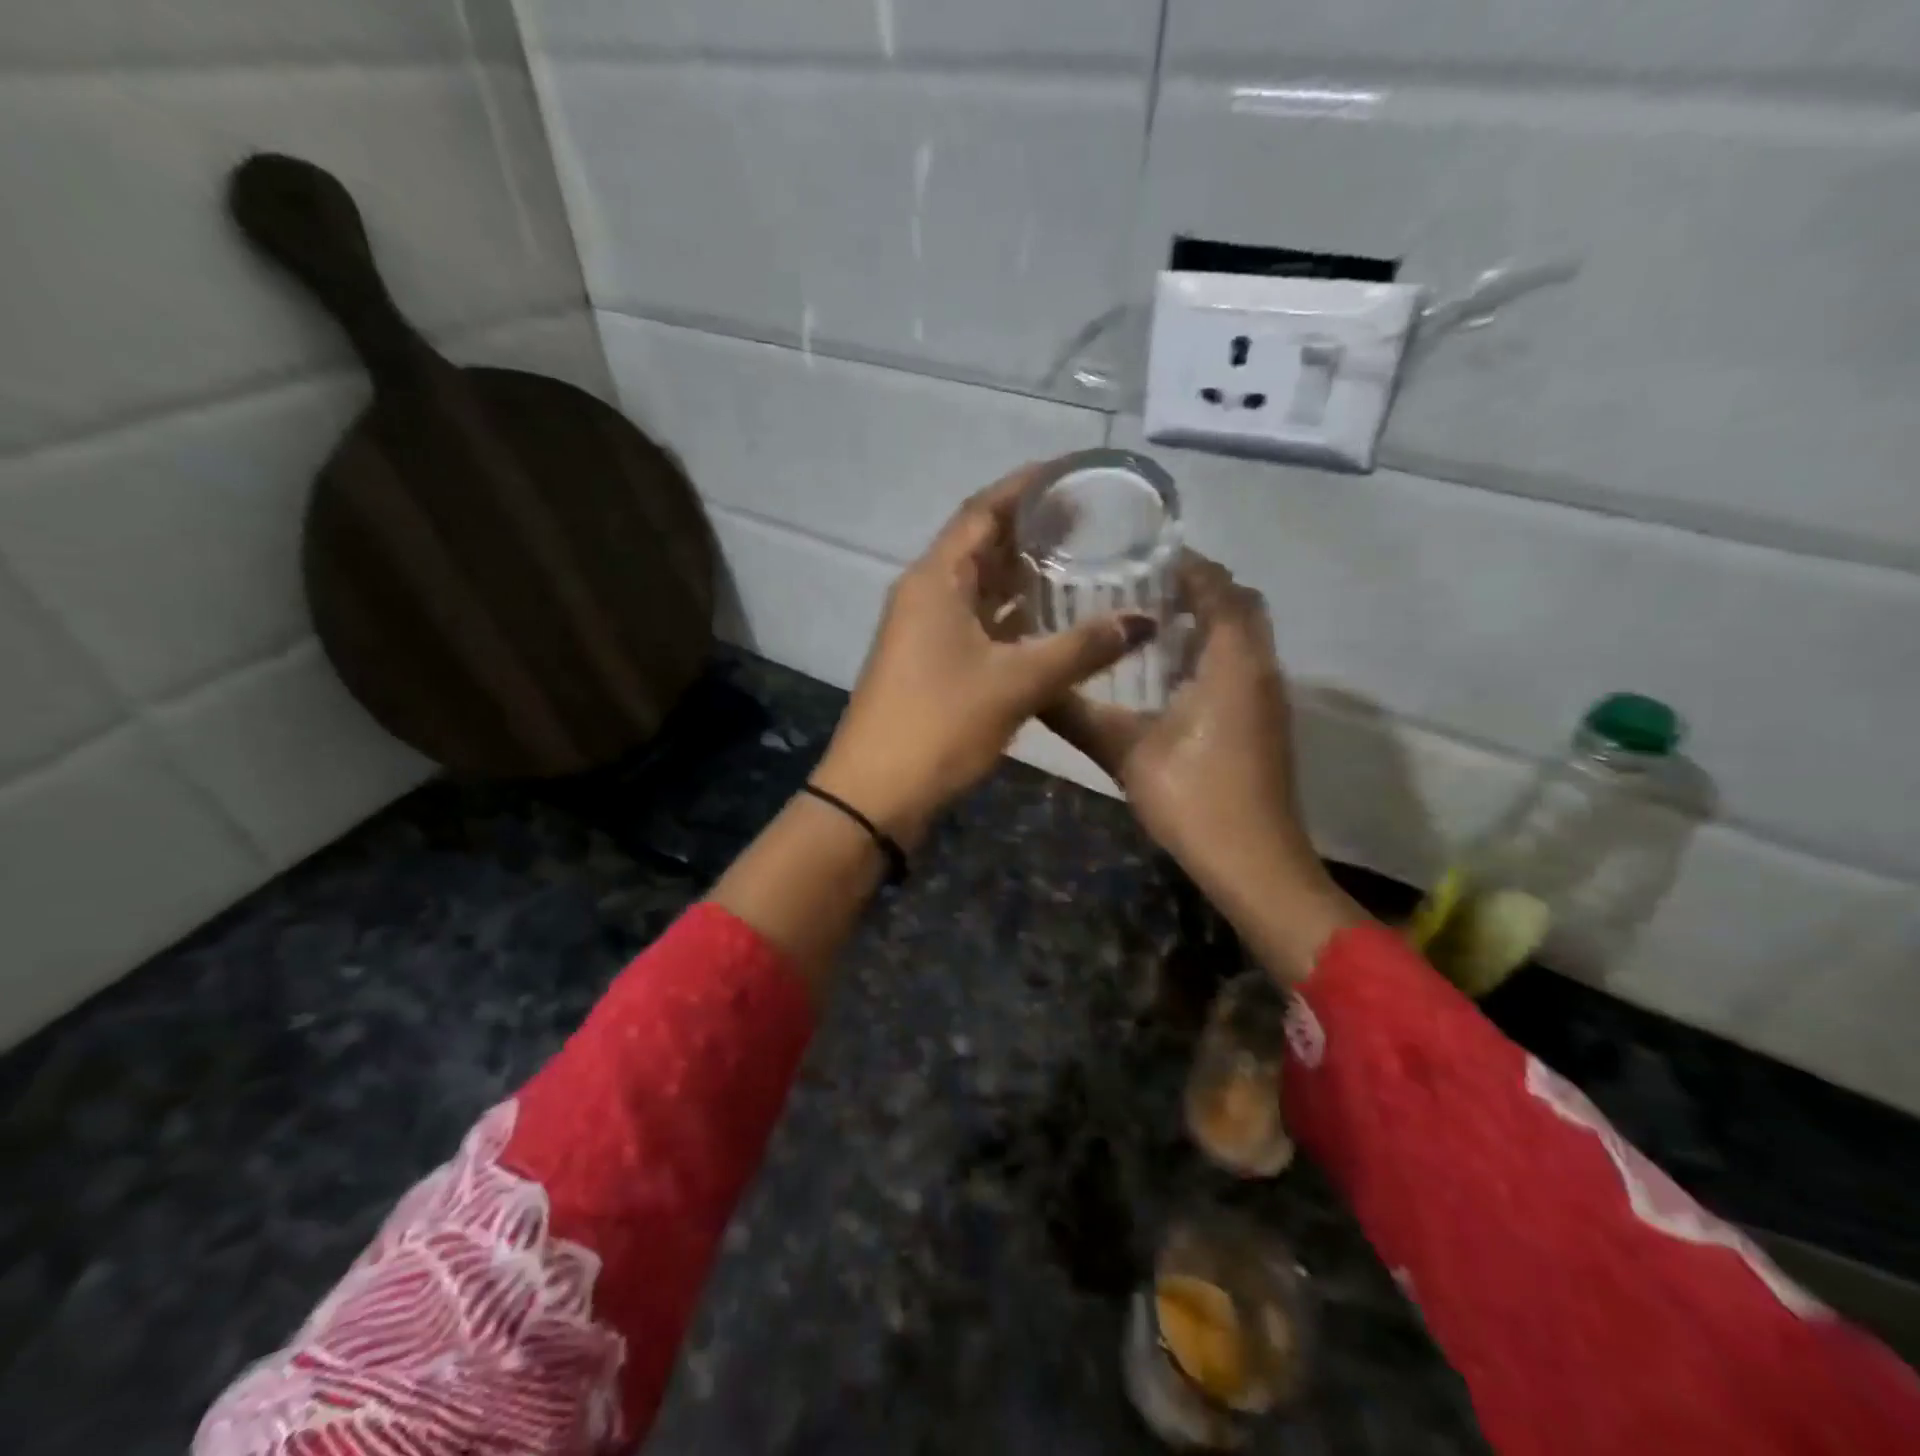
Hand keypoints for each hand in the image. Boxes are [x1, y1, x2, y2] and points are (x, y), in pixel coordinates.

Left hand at [812, 462, 1156, 844]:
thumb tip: (1143, 621)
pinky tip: (1049, 623)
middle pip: (981, 545)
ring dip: (1022, 576)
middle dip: (1030, 530)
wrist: (876, 793)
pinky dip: (1011, 617)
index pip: (982, 511)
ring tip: (1078, 563)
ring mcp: (923, 631)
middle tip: (1088, 520)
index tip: (1070, 472)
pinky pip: (976, 623)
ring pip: (979, 588)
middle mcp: (925, 594)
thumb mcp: (1017, 683)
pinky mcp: (929, 663)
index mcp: (936, 579)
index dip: (1025, 486)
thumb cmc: (941, 724)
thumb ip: (1082, 648)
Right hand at [1044, 553, 1362, 981]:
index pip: (1219, 587)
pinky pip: (1243, 662)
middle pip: (1239, 603)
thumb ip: (1077, 715)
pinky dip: (1213, 650)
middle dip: (1197, 587)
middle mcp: (1260, 667)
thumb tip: (1032, 687)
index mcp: (1233, 661)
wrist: (1254, 863)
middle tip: (1140, 586)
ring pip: (1244, 635)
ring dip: (1206, 619)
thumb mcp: (1125, 753)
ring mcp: (1267, 696)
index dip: (1185, 564)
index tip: (1139, 554)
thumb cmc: (1194, 799)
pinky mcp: (1264, 721)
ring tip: (1146, 621)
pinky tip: (1166, 674)